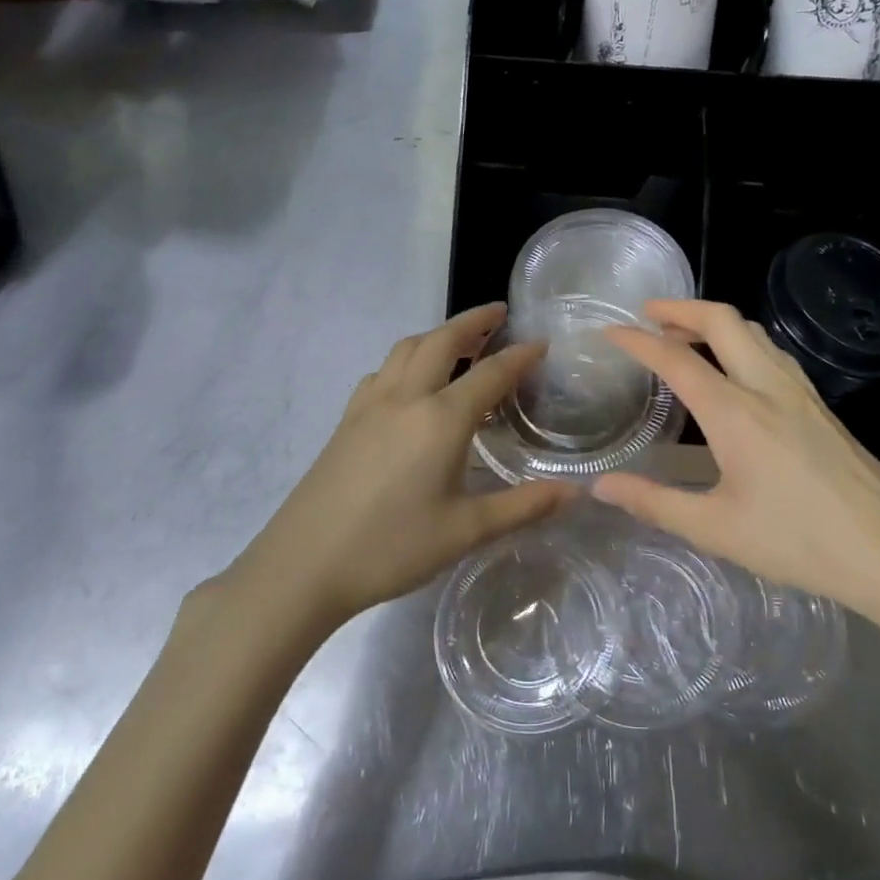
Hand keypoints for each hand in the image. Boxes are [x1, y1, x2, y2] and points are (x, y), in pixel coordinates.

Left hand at [222, 303, 574, 625]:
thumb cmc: (391, 547)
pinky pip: (382, 371)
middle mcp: (405, 398)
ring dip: (437, 335)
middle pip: (442, 341)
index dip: (520, 355)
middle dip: (473, 322)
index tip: (542, 342)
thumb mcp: (466, 531)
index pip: (491, 373)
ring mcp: (370, 405)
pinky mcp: (347, 420)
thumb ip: (524, 506)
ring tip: (460, 343)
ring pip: (406, 349)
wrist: (303, 564)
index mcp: (440, 419)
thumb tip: (577, 492)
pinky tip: (410, 385)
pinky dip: (406, 360)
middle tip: (499, 314)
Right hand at [592, 300, 879, 635]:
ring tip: (684, 335)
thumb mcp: (715, 529)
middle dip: (681, 308)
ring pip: (754, 332)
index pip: (677, 359)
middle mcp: (768, 388)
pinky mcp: (820, 405)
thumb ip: (653, 503)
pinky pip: (773, 352)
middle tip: (648, 314)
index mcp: (736, 413)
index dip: (638, 340)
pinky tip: (735, 369)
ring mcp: (801, 393)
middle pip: (723, 321)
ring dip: (714, 322)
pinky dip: (741, 341)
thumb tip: (600, 486)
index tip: (609, 331)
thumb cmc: (798, 543)